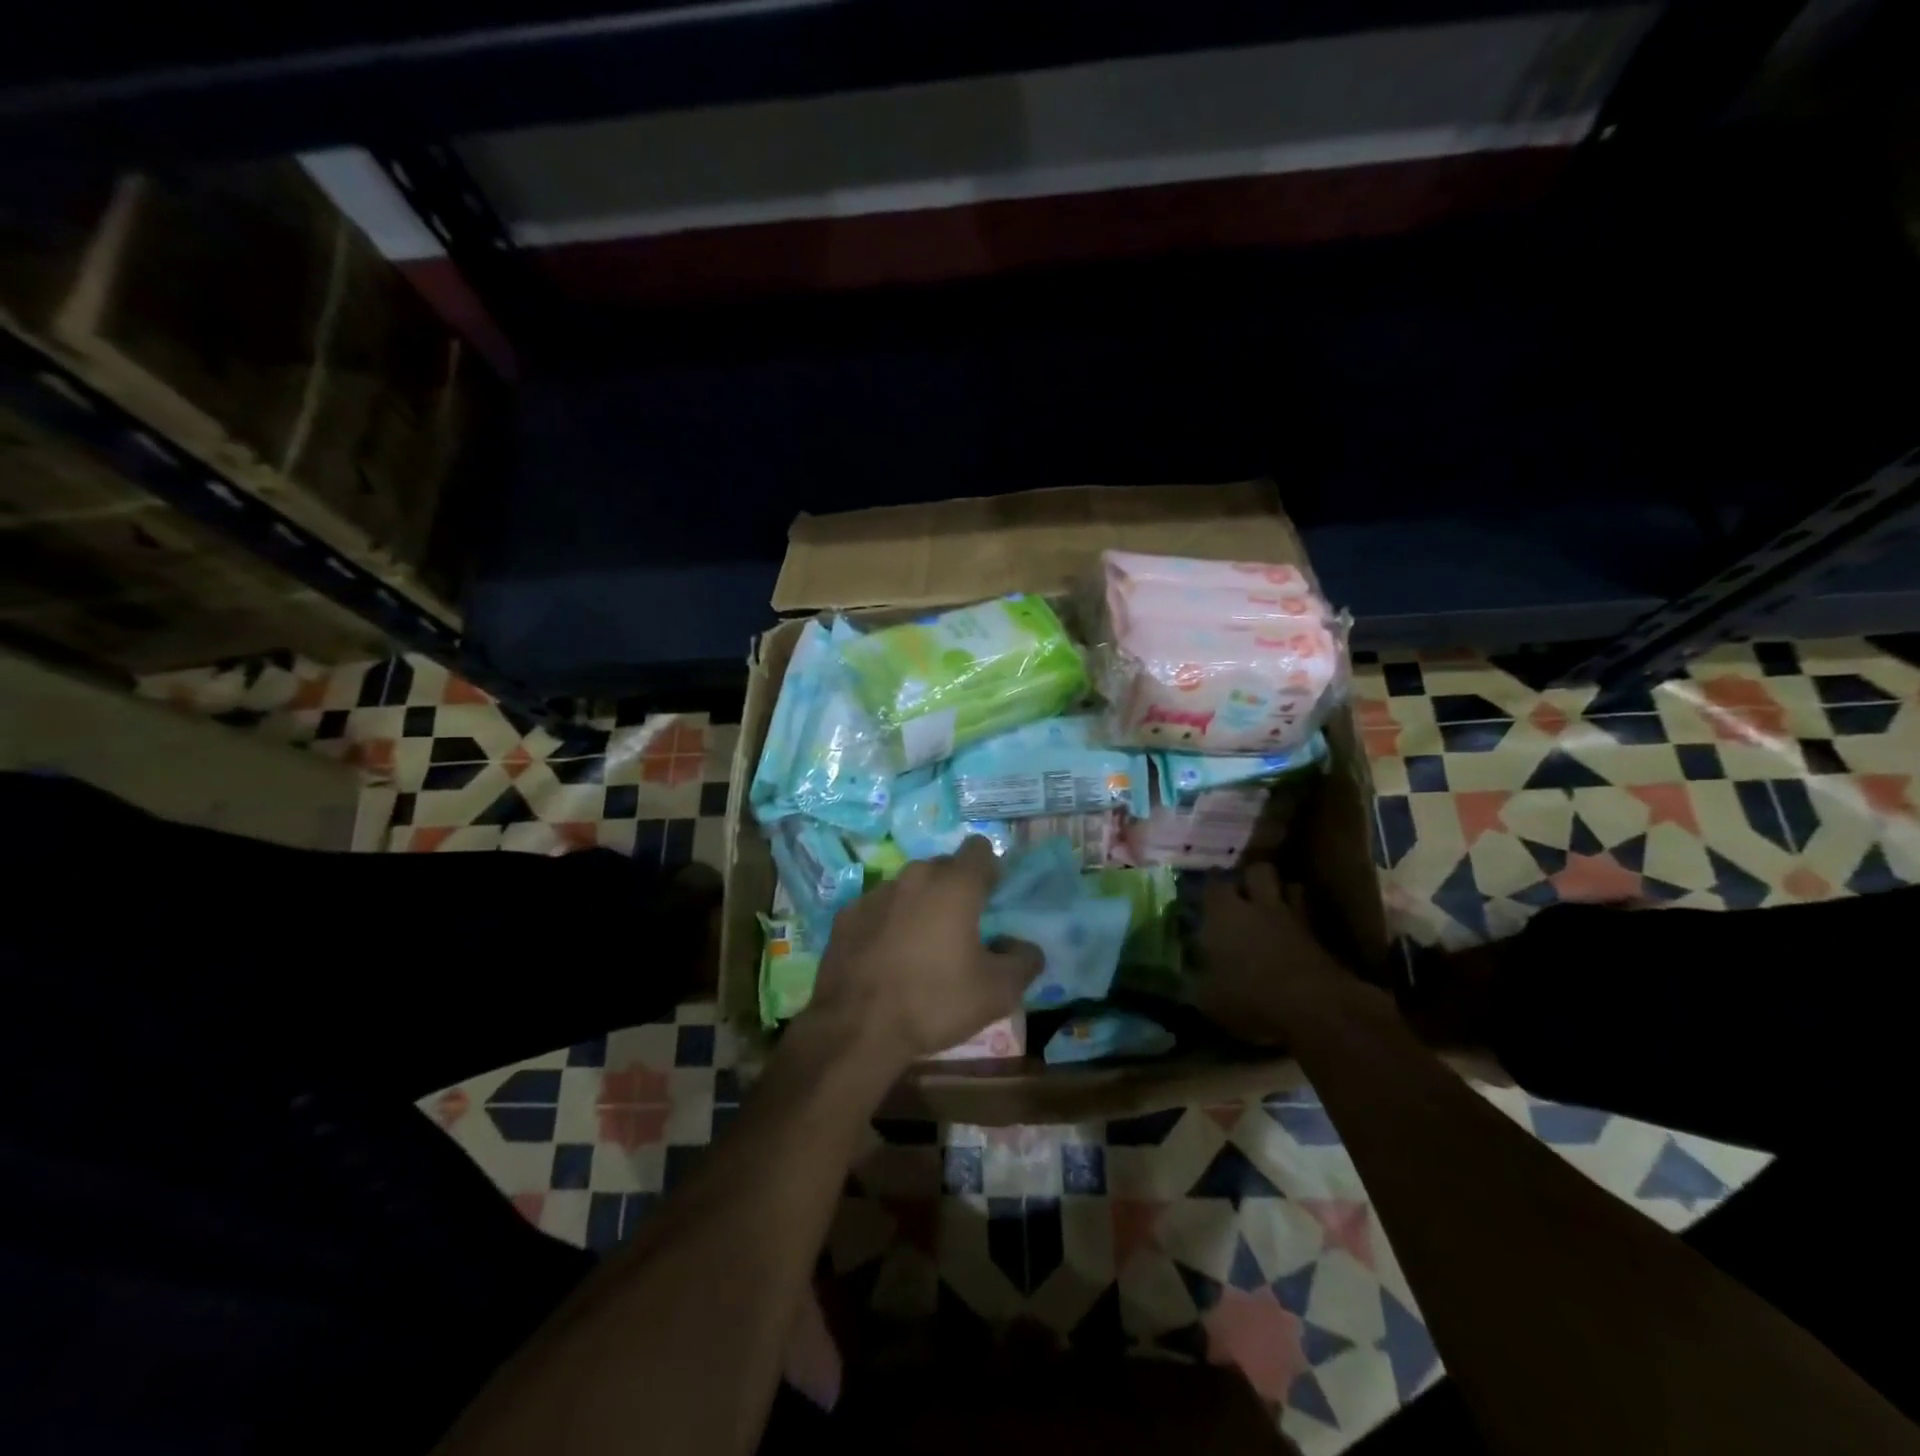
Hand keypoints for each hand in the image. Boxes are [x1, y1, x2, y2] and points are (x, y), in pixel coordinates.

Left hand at [806, 836, 1042, 1069]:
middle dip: (955, 889)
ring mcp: (875, 893)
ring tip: (922, 946)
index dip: (990, 870)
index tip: (991, 900)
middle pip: (944, 867)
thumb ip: (1024, 961)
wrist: (856, 1029)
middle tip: (961, 929)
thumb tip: (1024, 947)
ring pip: (909, 887)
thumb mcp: (997, 992)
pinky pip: (879, 908)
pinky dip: (888, 922)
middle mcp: (914, 876)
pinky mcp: (847, 914)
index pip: (980, 849)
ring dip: (920, 905)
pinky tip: (887, 957)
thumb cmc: (935, 1002)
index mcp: (955, 885)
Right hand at [1194, 863, 1361, 1043]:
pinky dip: (1302, 920)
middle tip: (1243, 890)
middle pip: (1258, 871)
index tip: (1208, 886)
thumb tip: (1188, 984)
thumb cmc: (1250, 998)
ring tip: (1273, 906)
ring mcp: (1294, 919)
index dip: (1211, 883)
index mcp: (1223, 913)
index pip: (1214, 884)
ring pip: (1291, 887)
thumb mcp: (1208, 999)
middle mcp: (1258, 906)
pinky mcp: (1321, 939)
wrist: (1315, 1009)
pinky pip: (1308, 917)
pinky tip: (1294, 934)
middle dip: (1251, 877)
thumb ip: (1197, 984)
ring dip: (1283, 893)